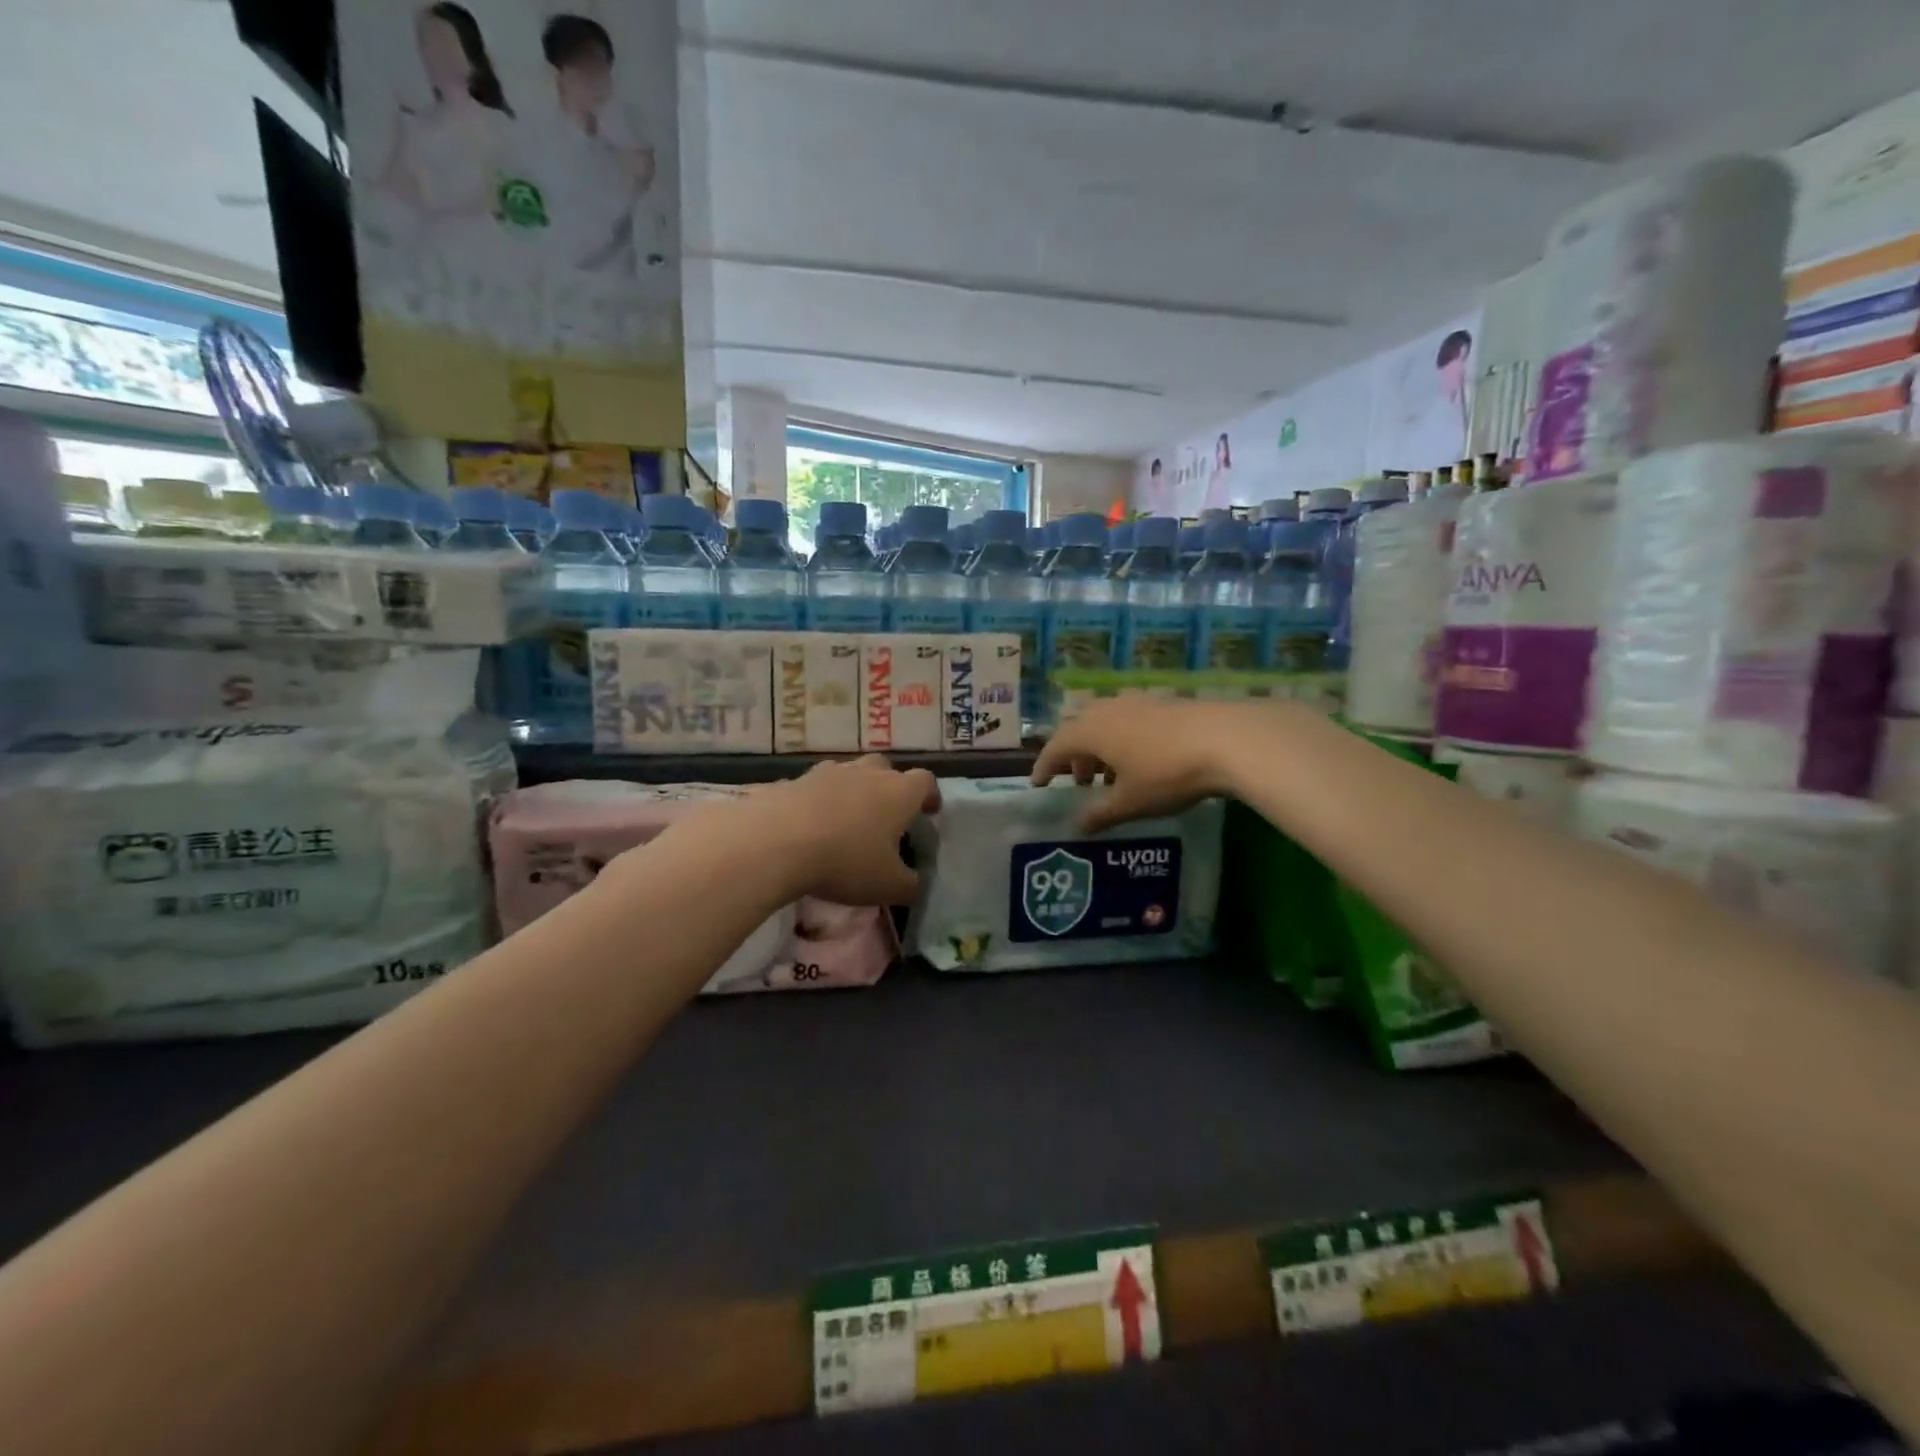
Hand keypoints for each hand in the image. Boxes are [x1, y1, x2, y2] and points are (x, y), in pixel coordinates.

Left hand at [738, 756, 940, 905]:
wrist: (776, 841)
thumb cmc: (846, 861)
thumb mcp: (888, 886)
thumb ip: (909, 885)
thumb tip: (914, 883)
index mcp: (899, 793)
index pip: (925, 781)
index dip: (929, 795)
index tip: (929, 811)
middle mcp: (866, 773)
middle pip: (885, 768)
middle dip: (889, 786)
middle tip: (885, 814)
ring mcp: (827, 773)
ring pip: (848, 773)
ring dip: (852, 790)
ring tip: (845, 818)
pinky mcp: (793, 780)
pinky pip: (812, 787)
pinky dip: (816, 801)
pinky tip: (808, 825)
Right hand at [1032, 696, 1262, 831]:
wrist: (1226, 739)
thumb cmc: (1167, 774)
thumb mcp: (1130, 802)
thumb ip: (1099, 814)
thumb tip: (1077, 826)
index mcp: (1091, 731)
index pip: (1055, 747)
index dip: (1044, 767)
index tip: (1038, 785)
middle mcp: (1107, 710)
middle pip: (1078, 730)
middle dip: (1073, 756)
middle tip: (1079, 782)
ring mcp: (1136, 702)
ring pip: (1104, 723)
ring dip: (1099, 748)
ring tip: (1111, 776)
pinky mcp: (1162, 703)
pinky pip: (1127, 720)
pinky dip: (1122, 740)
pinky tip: (1141, 761)